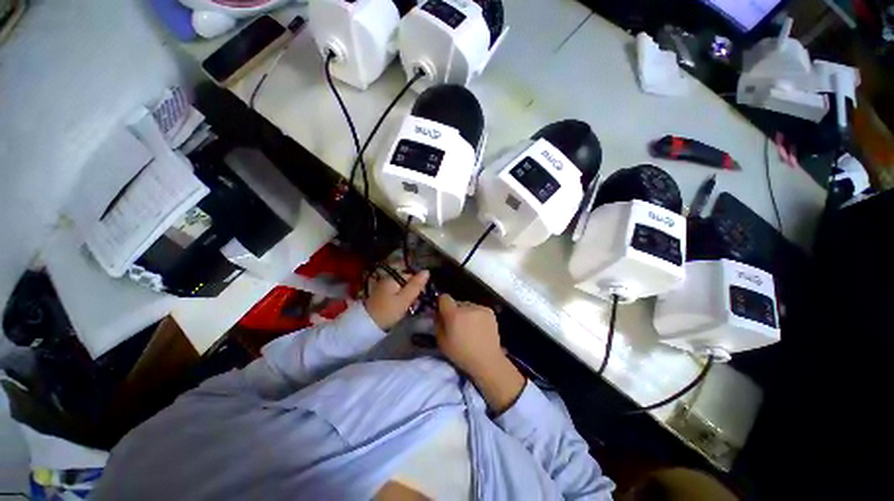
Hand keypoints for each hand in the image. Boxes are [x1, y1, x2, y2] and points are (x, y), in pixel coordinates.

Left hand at [364, 270, 429, 329]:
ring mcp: (384, 288)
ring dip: (408, 297)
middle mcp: (388, 279)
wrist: (366, 326)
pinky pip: (396, 294)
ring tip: (410, 309)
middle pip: (407, 282)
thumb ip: (416, 285)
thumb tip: (427, 271)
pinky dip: (401, 300)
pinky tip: (402, 309)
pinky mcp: (382, 296)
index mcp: (393, 278)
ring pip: (402, 289)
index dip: (419, 286)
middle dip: (414, 292)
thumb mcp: (405, 299)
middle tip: (415, 305)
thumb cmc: (388, 312)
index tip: (421, 298)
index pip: (412, 276)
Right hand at [435, 295, 502, 377]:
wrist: (487, 361)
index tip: (442, 313)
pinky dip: (476, 315)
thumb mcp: (441, 342)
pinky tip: (478, 327)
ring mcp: (480, 308)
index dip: (442, 304)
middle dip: (455, 310)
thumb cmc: (461, 354)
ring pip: (468, 306)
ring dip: (466, 313)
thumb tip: (438, 313)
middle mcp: (467, 307)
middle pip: (456, 302)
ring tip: (469, 327)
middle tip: (456, 324)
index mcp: (454, 314)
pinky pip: (477, 309)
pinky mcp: (489, 311)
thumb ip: (437, 323)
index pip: (444, 297)